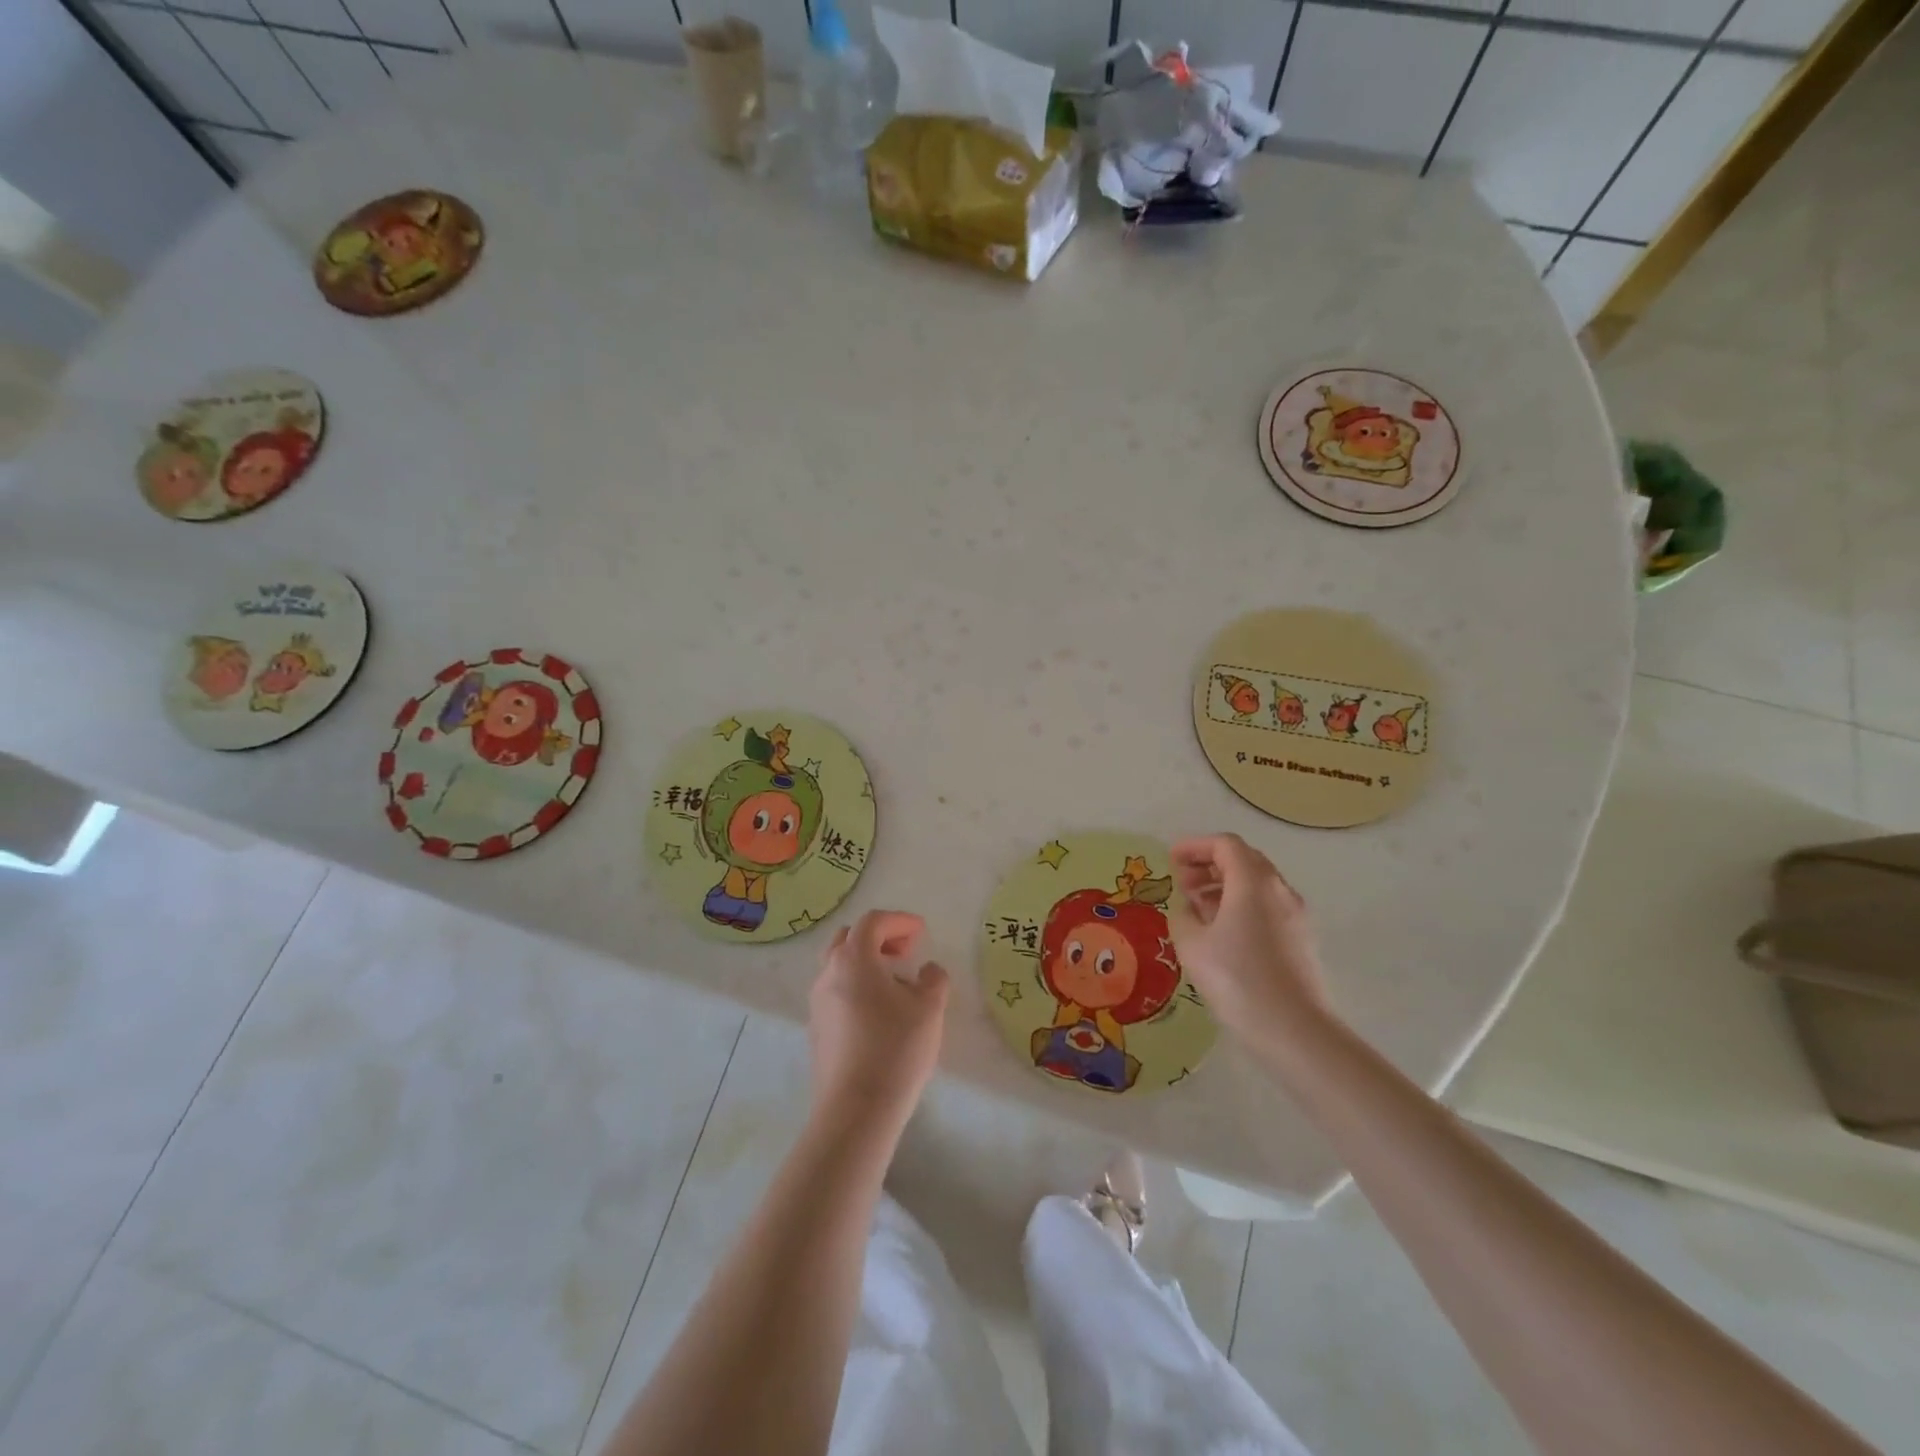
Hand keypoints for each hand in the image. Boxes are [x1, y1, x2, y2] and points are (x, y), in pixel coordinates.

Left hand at [807, 911, 948, 1135]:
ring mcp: (817, 1003)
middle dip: (878, 938)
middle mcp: (828, 974)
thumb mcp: (929, 1009)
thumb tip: (928, 971)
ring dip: (867, 964)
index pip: (873, 922)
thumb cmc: (895, 1049)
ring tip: (897, 984)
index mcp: (853, 959)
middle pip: (849, 939)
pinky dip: (858, 987)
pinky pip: (837, 993)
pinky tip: (881, 1013)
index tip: (921, 932)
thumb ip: (933, 980)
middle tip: (905, 952)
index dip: (899, 921)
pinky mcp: (816, 1030)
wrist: (856, 1110)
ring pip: (840, 967)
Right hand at [1167, 834, 1331, 1057]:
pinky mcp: (1301, 940)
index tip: (1171, 860)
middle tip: (1182, 882)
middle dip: (1209, 864)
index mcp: (1253, 882)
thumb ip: (1183, 915)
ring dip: (1224, 886)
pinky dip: (1241, 906)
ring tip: (1197, 908)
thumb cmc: (1237, 979)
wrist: (1294, 1031)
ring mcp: (1295, 916)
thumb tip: (1190, 909)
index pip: (1225, 844)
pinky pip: (1266, 907)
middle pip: (1244, 860)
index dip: (1195, 846)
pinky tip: (1222, 933)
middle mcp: (1279, 890)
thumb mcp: (1192, 944)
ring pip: (1256, 885)